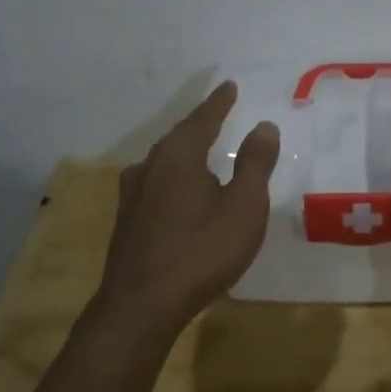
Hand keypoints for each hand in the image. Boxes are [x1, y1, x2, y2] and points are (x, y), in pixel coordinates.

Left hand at [98, 81, 279, 320]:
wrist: (142, 305)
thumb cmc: (202, 251)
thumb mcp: (244, 207)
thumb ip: (255, 164)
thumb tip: (263, 125)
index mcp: (179, 156)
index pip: (203, 119)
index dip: (219, 103)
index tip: (229, 86)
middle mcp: (150, 166)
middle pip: (179, 136)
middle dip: (200, 124)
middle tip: (218, 113)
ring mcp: (133, 194)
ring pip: (163, 161)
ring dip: (184, 151)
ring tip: (200, 149)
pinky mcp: (126, 220)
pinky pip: (155, 183)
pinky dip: (172, 176)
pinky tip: (176, 189)